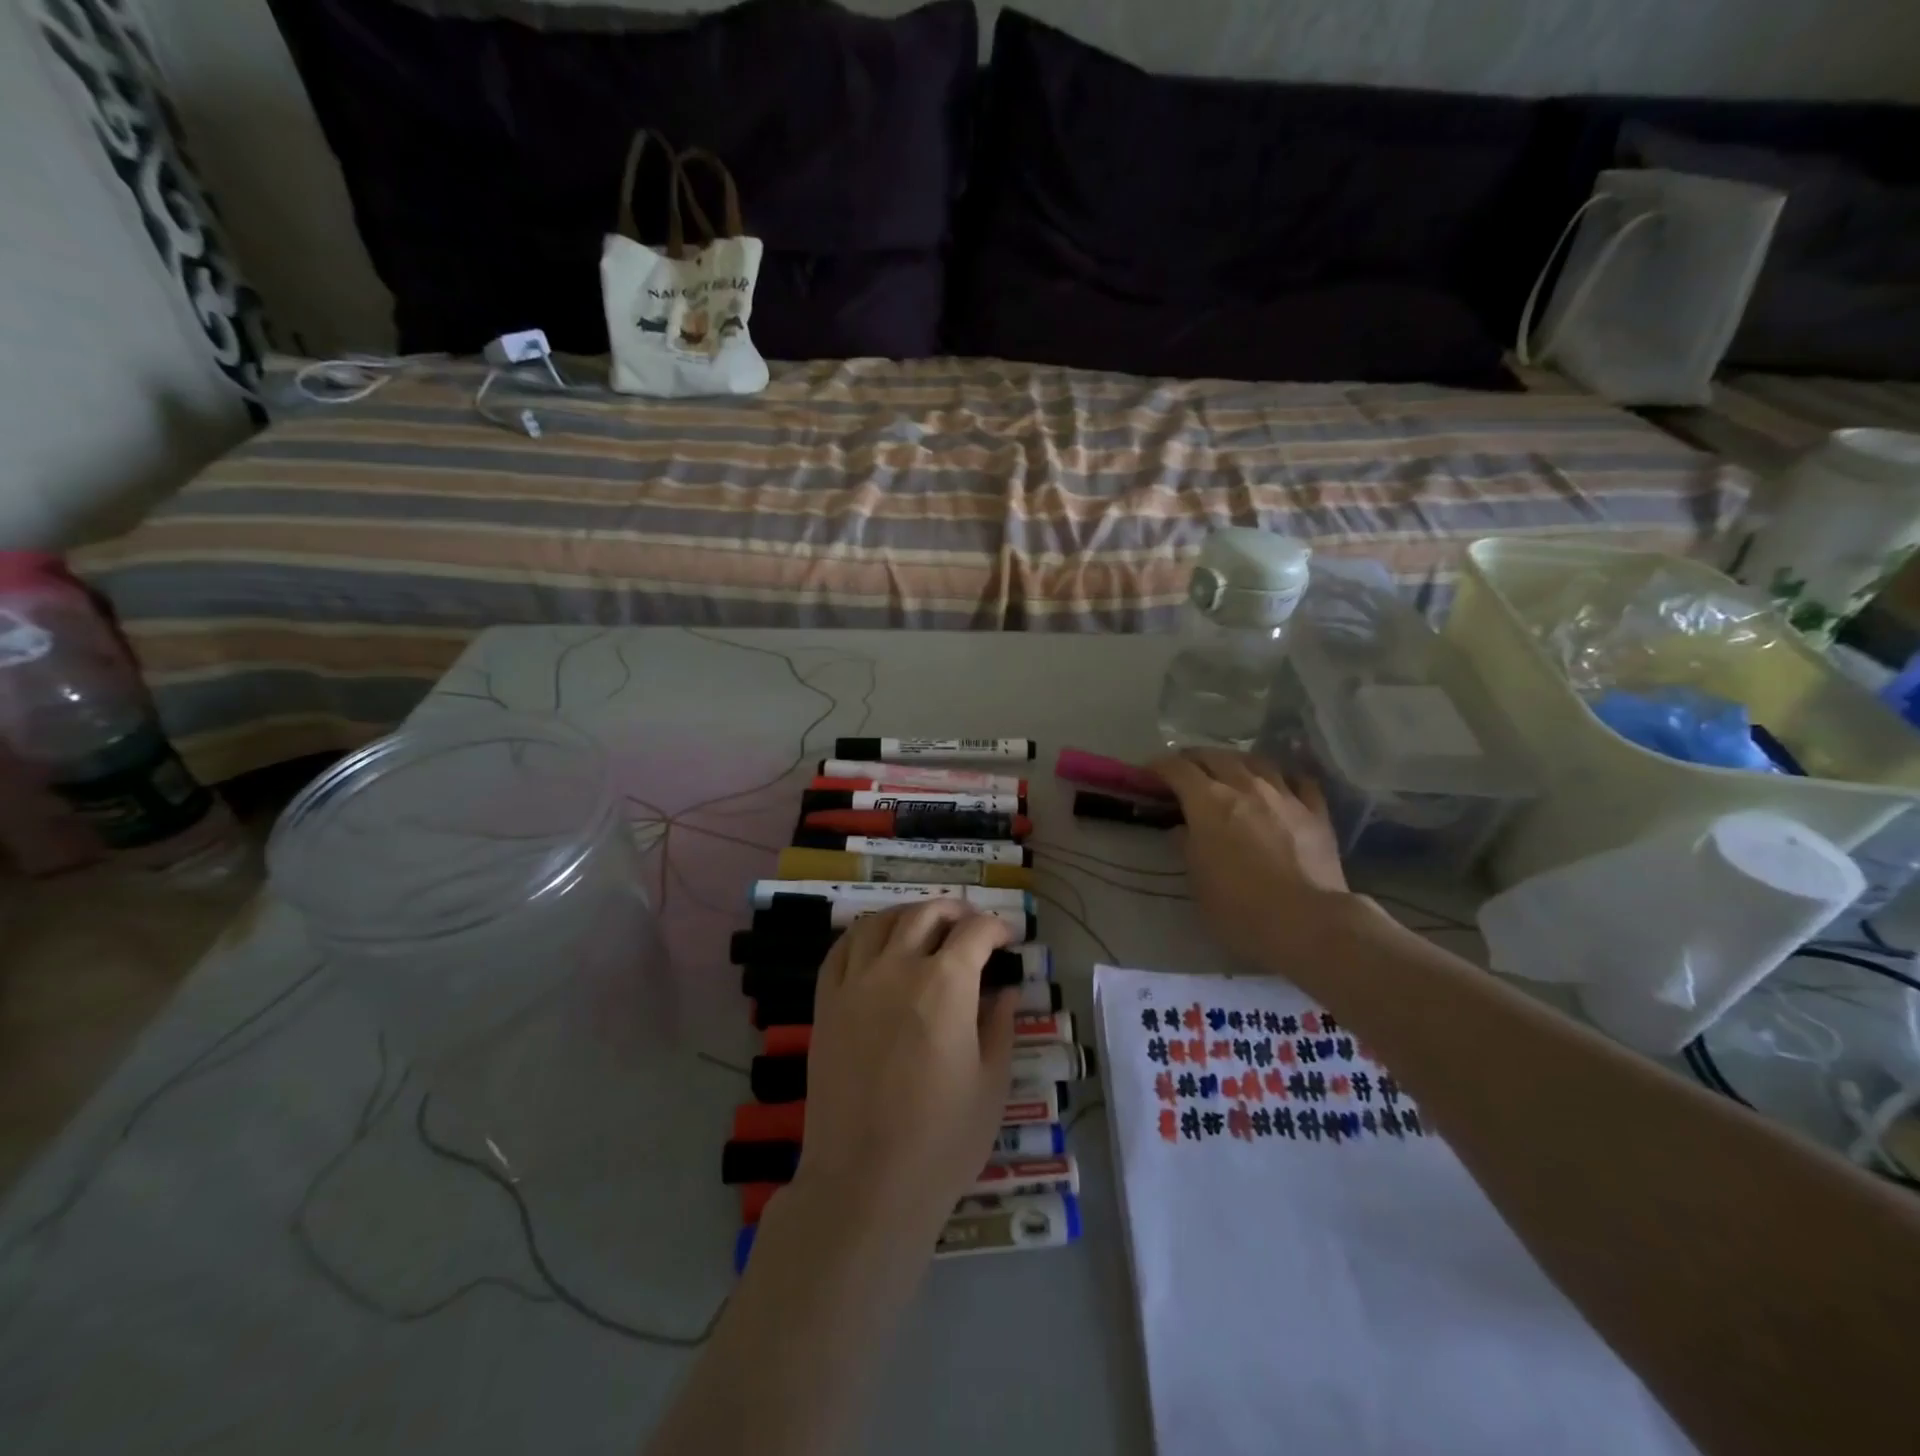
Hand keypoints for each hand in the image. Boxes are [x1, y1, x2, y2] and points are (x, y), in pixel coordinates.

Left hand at [796, 903, 1017, 1242]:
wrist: (864, 1184)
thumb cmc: (941, 1141)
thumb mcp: (991, 1084)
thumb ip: (1000, 1026)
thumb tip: (1005, 991)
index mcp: (945, 985)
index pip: (975, 932)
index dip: (997, 927)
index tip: (1008, 939)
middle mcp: (897, 968)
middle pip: (926, 914)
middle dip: (955, 911)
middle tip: (971, 926)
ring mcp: (855, 983)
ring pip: (880, 922)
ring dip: (909, 914)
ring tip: (925, 926)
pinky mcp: (826, 1004)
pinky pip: (841, 950)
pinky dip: (863, 935)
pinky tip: (876, 944)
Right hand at [1151, 749, 1358, 974]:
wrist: (1307, 922)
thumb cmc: (1239, 907)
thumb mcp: (1196, 881)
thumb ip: (1187, 846)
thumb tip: (1183, 829)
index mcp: (1208, 802)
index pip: (1177, 769)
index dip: (1159, 767)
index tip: (1149, 774)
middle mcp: (1245, 787)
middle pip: (1215, 756)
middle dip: (1194, 758)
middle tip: (1184, 769)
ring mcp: (1284, 795)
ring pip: (1257, 761)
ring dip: (1236, 761)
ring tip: (1229, 770)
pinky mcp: (1316, 811)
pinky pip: (1299, 780)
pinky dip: (1284, 778)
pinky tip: (1280, 785)